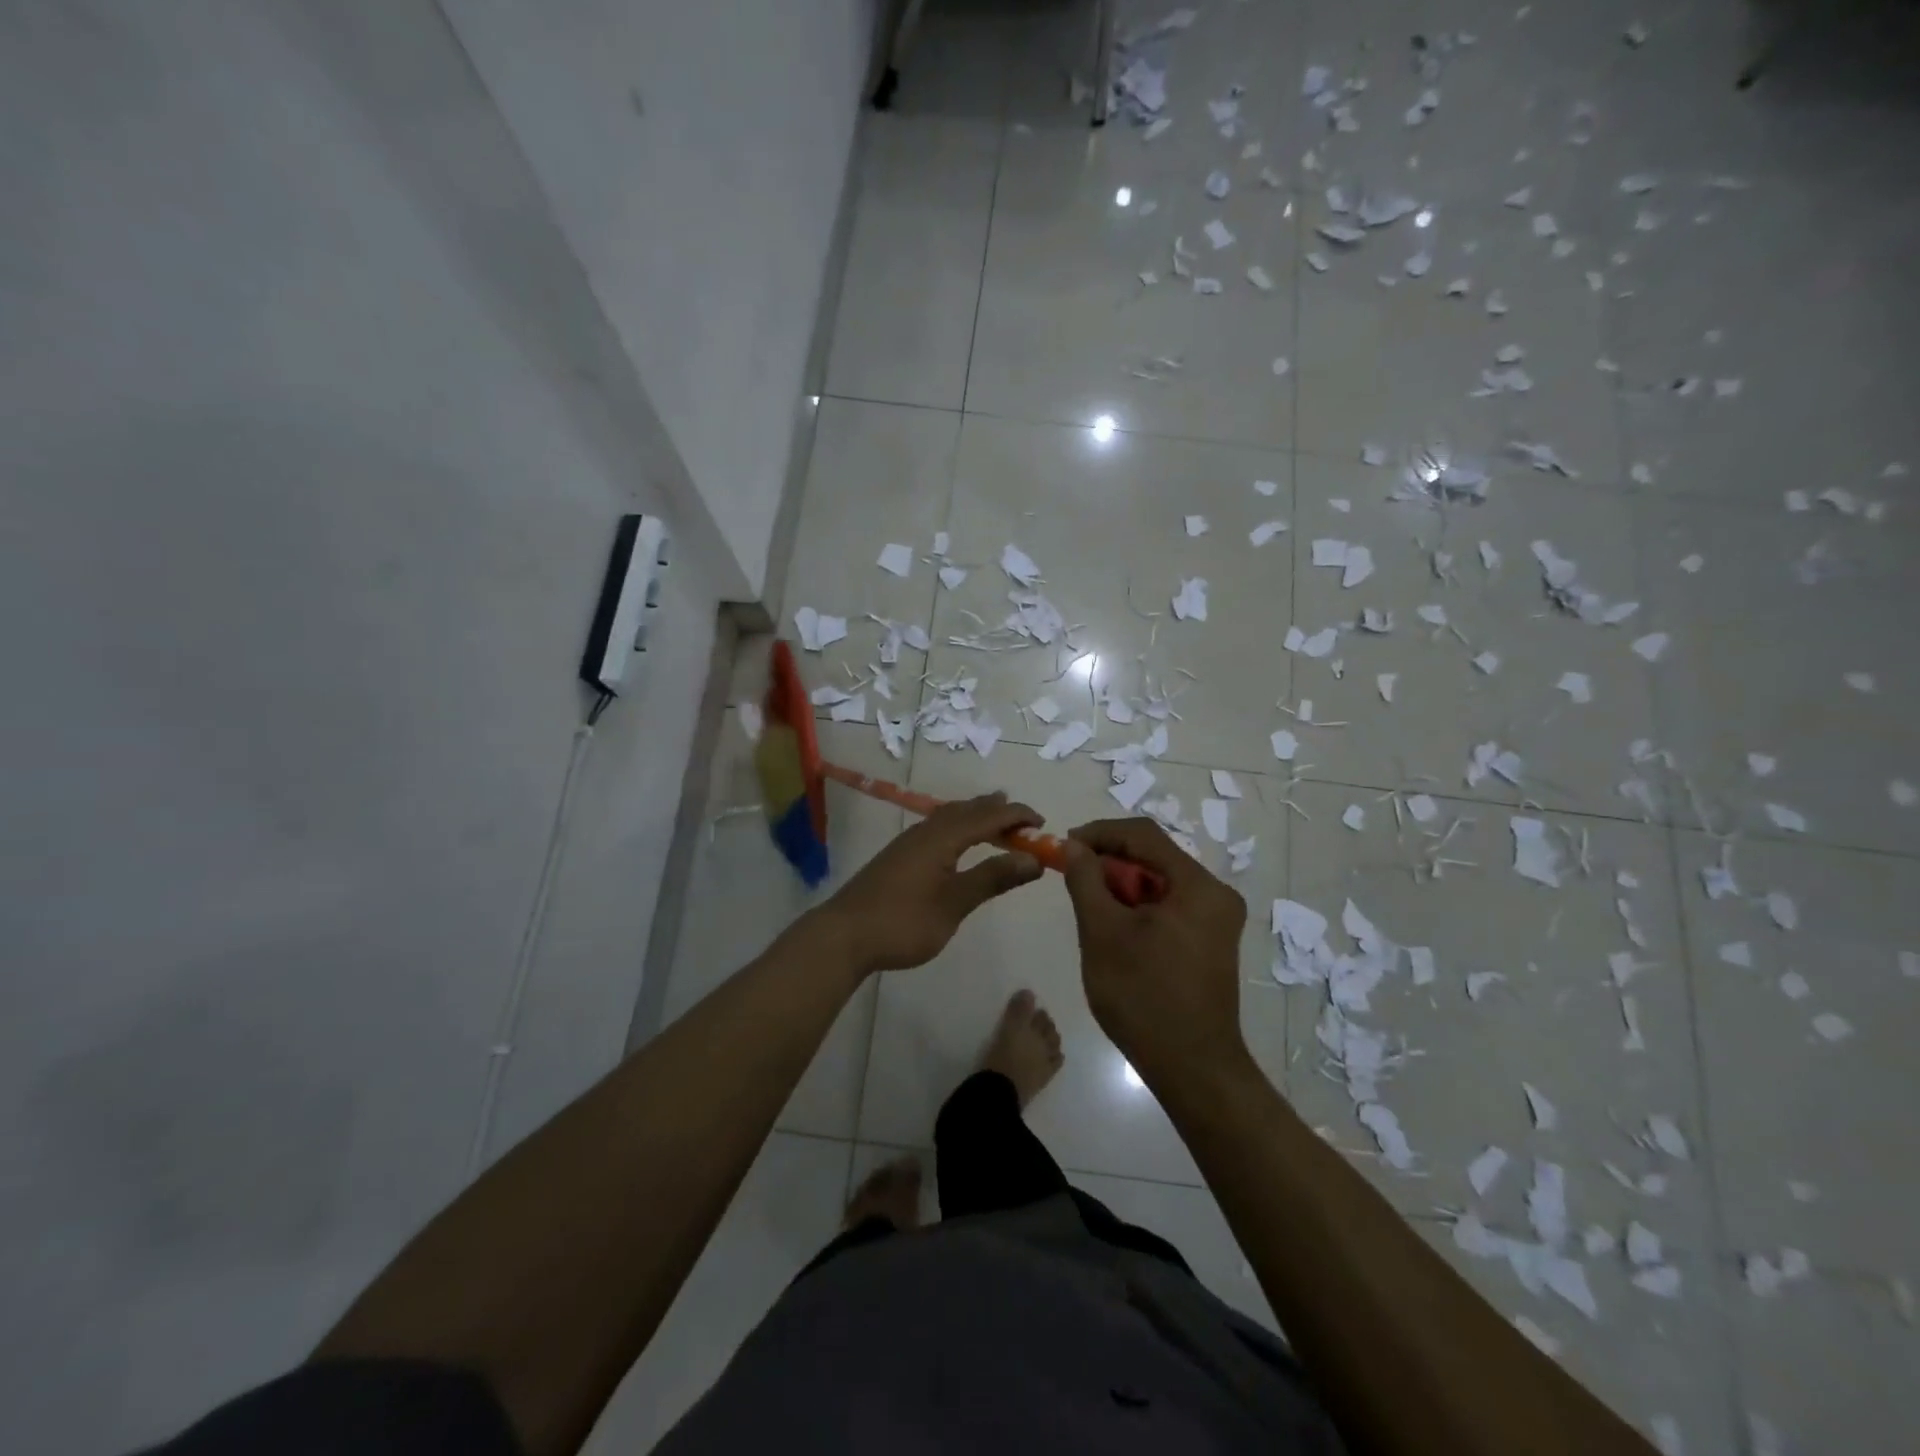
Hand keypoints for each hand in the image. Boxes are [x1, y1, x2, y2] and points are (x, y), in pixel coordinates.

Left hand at [814, 794, 1045, 973]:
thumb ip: (992, 878)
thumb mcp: (954, 903)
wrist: (843, 935)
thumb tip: (1033, 859)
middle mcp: (925, 831)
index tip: (1044, 824)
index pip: (988, 816)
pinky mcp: (898, 857)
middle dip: (998, 811)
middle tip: (1024, 820)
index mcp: (942, 837)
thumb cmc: (903, 921)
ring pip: (949, 817)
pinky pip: (937, 828)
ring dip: (976, 817)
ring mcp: (908, 843)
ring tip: (995, 822)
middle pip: (967, 810)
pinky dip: (958, 828)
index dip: (1018, 816)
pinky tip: (957, 844)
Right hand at [1060, 818, 1247, 1084]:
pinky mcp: (1210, 941)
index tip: (1064, 846)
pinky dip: (1138, 908)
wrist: (1192, 1069)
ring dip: (1121, 886)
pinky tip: (1115, 929)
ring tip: (1090, 907)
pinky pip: (1169, 906)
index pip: (1143, 835)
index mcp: (1198, 886)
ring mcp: (1217, 920)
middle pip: (1154, 858)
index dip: (1099, 833)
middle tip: (1072, 878)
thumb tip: (1073, 846)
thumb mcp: (1102, 932)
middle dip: (1109, 863)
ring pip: (1159, 883)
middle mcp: (1216, 895)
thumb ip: (1085, 879)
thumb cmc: (1144, 996)